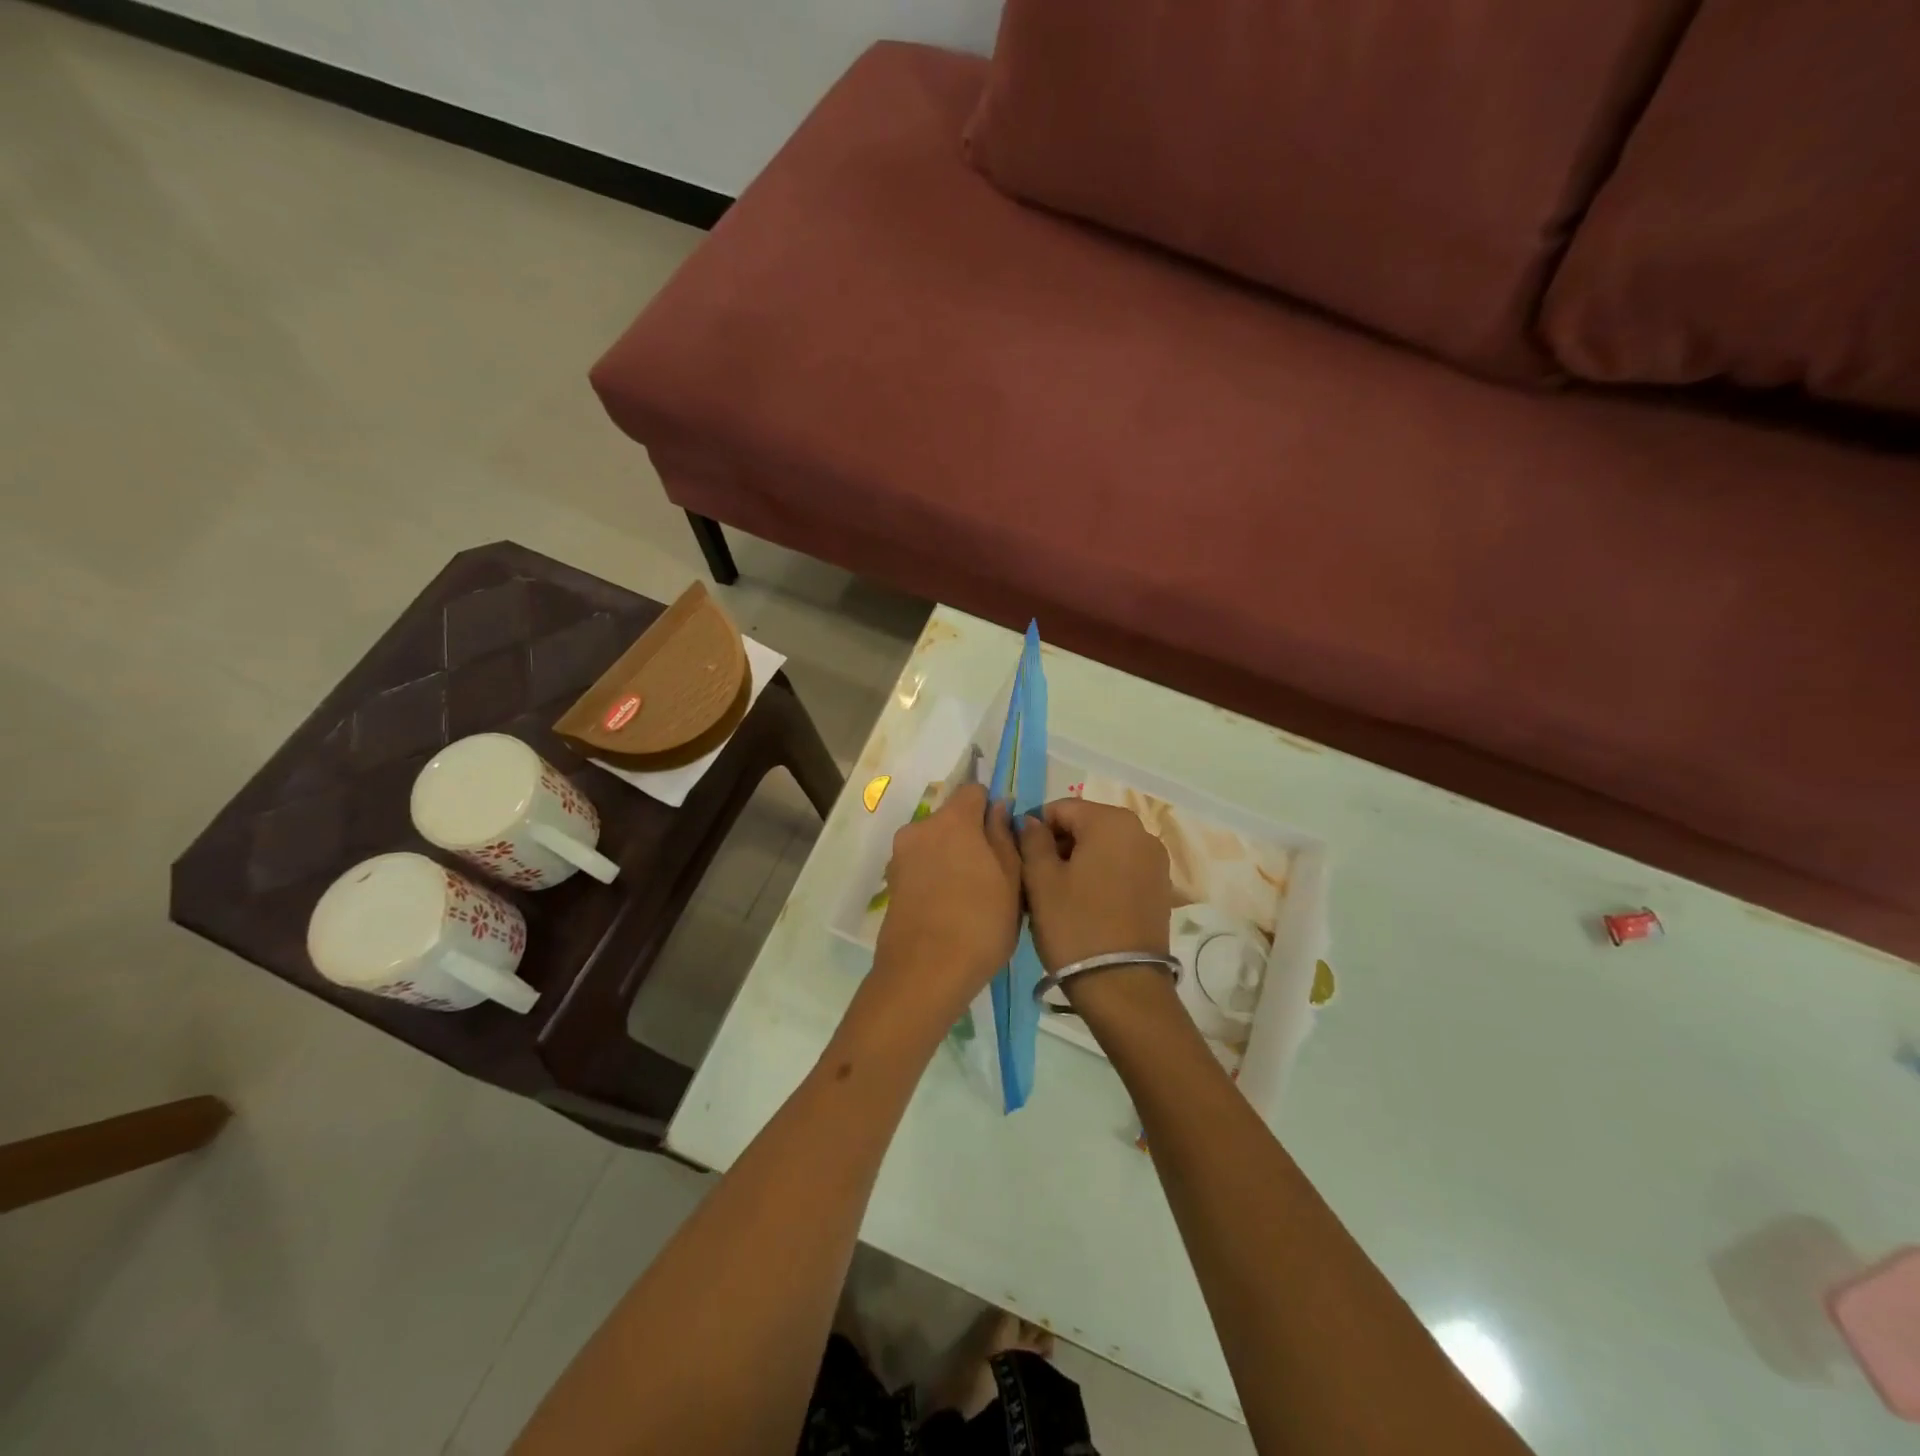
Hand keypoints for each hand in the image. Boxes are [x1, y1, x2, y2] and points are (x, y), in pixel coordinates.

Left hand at [864, 783, 1021, 1036]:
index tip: (1006, 837)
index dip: (992, 807)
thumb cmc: (980, 923)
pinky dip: (936, 876)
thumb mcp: (1011, 879)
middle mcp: (920, 828)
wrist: (924, 974)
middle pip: (952, 818)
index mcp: (952, 820)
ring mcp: (901, 856)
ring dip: (953, 857)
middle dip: (972, 835)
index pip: (974, 791)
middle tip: (994, 873)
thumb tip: (999, 807)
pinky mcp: (891, 883)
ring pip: (935, 843)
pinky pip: (921, 866)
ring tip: (972, 896)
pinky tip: (950, 908)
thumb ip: (1004, 836)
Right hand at [1017, 798, 1175, 1013]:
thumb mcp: (1041, 880)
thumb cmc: (1075, 925)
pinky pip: (1121, 868)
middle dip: (1058, 844)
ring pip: (1103, 847)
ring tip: (1056, 895)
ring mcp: (1155, 861)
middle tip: (1034, 878)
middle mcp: (1140, 832)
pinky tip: (1082, 904)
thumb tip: (1031, 821)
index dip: (1034, 827)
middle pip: (1086, 825)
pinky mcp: (1160, 888)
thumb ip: (1032, 839)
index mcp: (1111, 821)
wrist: (1122, 986)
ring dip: (1078, 861)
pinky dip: (1099, 876)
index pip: (1061, 808)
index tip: (1018, 856)